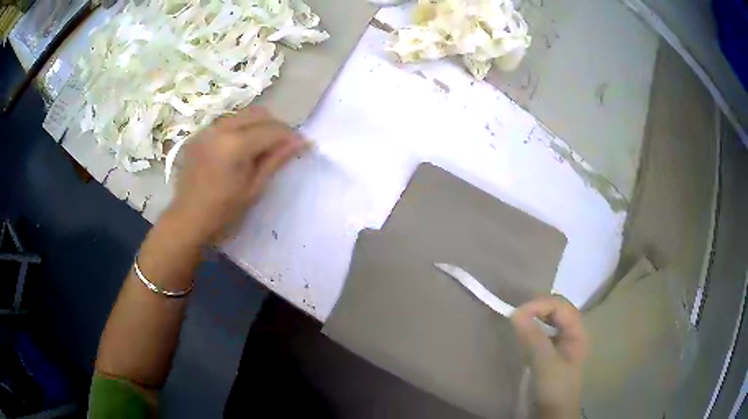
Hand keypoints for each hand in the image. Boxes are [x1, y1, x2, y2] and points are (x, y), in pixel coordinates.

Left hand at [170, 106, 305, 243]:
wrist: (188, 219)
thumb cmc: (223, 212)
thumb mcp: (253, 188)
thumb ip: (276, 160)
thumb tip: (301, 142)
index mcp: (234, 145)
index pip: (271, 130)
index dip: (290, 136)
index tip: (303, 145)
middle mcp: (220, 129)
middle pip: (258, 113)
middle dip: (275, 126)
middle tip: (282, 146)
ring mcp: (207, 130)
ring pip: (243, 115)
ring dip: (258, 125)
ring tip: (261, 147)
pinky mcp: (199, 134)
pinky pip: (227, 123)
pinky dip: (240, 129)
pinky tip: (240, 149)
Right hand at [511, 296, 588, 418]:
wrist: (553, 412)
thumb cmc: (555, 387)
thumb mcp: (546, 363)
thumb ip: (534, 338)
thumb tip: (516, 313)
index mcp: (577, 331)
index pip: (560, 306)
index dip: (540, 305)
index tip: (517, 314)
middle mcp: (571, 332)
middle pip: (556, 309)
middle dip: (537, 308)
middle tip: (516, 315)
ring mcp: (561, 341)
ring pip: (548, 319)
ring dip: (534, 316)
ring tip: (517, 321)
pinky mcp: (550, 351)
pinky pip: (541, 331)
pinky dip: (531, 328)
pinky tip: (522, 333)